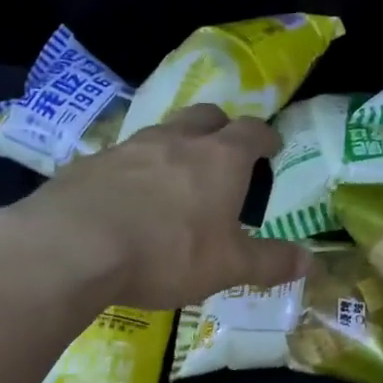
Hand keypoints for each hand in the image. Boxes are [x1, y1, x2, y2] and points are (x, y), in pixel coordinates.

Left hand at [4, 105, 308, 310]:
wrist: (71, 248)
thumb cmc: (167, 252)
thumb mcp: (228, 266)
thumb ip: (270, 262)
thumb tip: (311, 262)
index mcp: (220, 159)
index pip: (252, 131)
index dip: (266, 137)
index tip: (272, 146)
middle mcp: (177, 141)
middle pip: (206, 116)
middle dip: (222, 128)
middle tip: (226, 153)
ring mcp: (130, 147)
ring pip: (163, 132)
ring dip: (177, 146)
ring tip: (177, 178)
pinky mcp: (90, 163)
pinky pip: (124, 157)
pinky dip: (136, 170)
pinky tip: (129, 200)